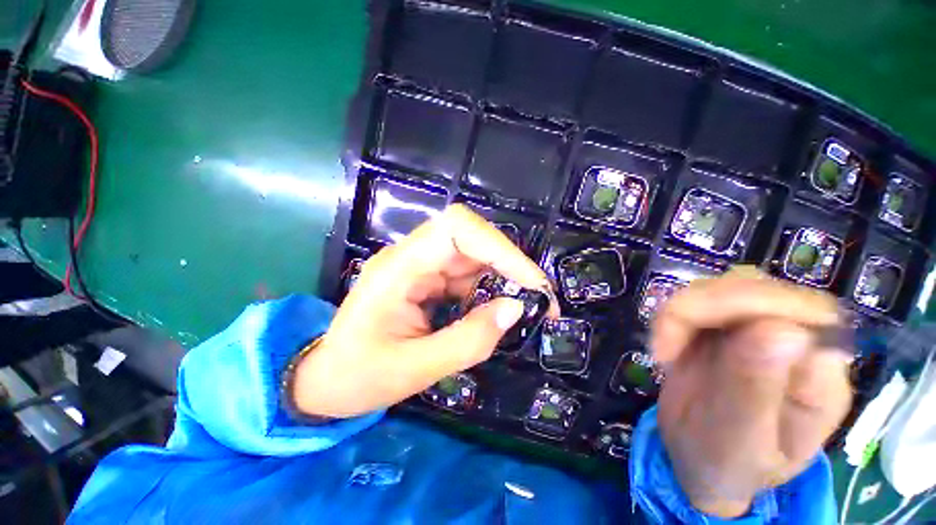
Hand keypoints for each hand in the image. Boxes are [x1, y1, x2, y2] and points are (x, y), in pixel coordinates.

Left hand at [293, 205, 556, 417]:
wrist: (327, 378)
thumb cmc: (358, 377)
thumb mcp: (415, 369)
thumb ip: (468, 341)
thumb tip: (516, 309)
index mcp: (398, 268)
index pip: (457, 229)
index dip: (500, 248)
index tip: (531, 283)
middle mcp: (410, 256)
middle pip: (471, 236)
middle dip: (509, 264)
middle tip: (537, 298)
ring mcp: (419, 264)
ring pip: (473, 254)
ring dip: (501, 277)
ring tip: (517, 310)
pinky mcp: (426, 276)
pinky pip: (466, 272)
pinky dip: (486, 289)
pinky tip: (489, 312)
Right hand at [652, 267, 852, 517]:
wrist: (699, 463)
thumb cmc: (727, 465)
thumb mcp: (738, 441)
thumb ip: (757, 390)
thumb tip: (782, 329)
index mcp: (819, 377)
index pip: (807, 311)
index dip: (752, 308)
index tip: (698, 337)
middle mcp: (795, 344)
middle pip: (758, 287)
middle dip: (704, 305)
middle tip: (666, 344)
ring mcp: (754, 332)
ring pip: (721, 287)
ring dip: (682, 311)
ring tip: (663, 352)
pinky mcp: (719, 329)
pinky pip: (694, 301)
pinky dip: (670, 317)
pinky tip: (663, 349)